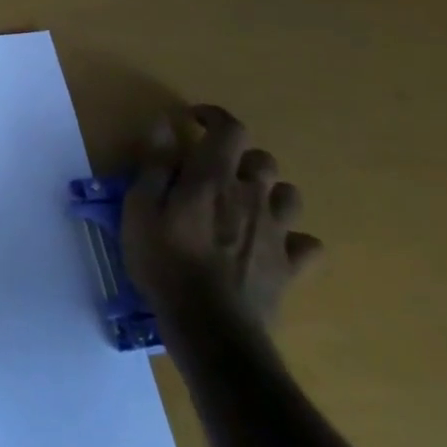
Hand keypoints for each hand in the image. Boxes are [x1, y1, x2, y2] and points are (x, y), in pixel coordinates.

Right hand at [122, 105, 321, 328]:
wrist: (212, 328)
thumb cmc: (165, 262)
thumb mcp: (140, 208)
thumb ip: (154, 164)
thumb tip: (164, 125)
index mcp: (214, 178)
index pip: (230, 129)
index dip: (215, 117)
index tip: (194, 121)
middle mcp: (251, 196)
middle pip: (262, 160)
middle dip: (240, 158)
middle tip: (213, 172)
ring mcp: (276, 233)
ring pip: (289, 195)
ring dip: (268, 192)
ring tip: (244, 204)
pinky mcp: (290, 267)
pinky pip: (306, 243)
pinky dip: (292, 238)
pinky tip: (272, 244)